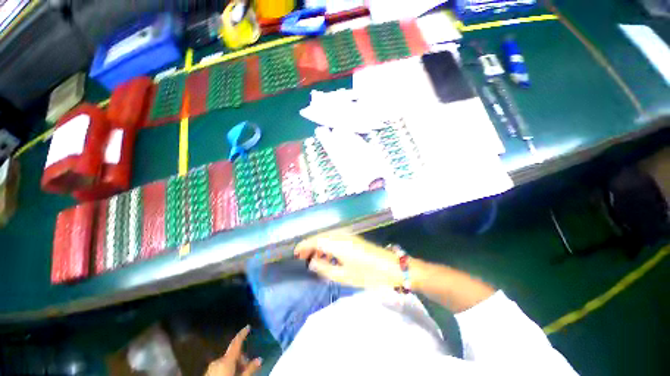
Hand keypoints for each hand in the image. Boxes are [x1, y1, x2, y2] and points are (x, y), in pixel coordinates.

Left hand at [205, 325, 261, 375]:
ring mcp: (211, 367)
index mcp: (226, 360)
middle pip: (232, 354)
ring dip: (234, 364)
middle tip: (247, 366)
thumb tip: (260, 359)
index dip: (242, 334)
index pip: (236, 342)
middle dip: (241, 358)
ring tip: (239, 372)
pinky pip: (220, 367)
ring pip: (226, 361)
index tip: (248, 326)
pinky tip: (231, 374)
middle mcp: (218, 360)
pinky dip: (227, 368)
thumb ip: (250, 369)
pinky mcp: (207, 373)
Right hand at [294, 234, 403, 288]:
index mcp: (337, 243)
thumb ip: (324, 268)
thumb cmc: (367, 273)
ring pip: (328, 236)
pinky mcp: (353, 238)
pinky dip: (327, 244)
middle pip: (321, 236)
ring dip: (319, 244)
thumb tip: (312, 262)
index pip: (316, 240)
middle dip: (310, 245)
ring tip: (313, 256)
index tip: (295, 253)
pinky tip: (327, 254)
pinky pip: (335, 238)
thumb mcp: (343, 275)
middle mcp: (341, 236)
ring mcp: (348, 236)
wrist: (390, 266)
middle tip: (302, 256)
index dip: (304, 245)